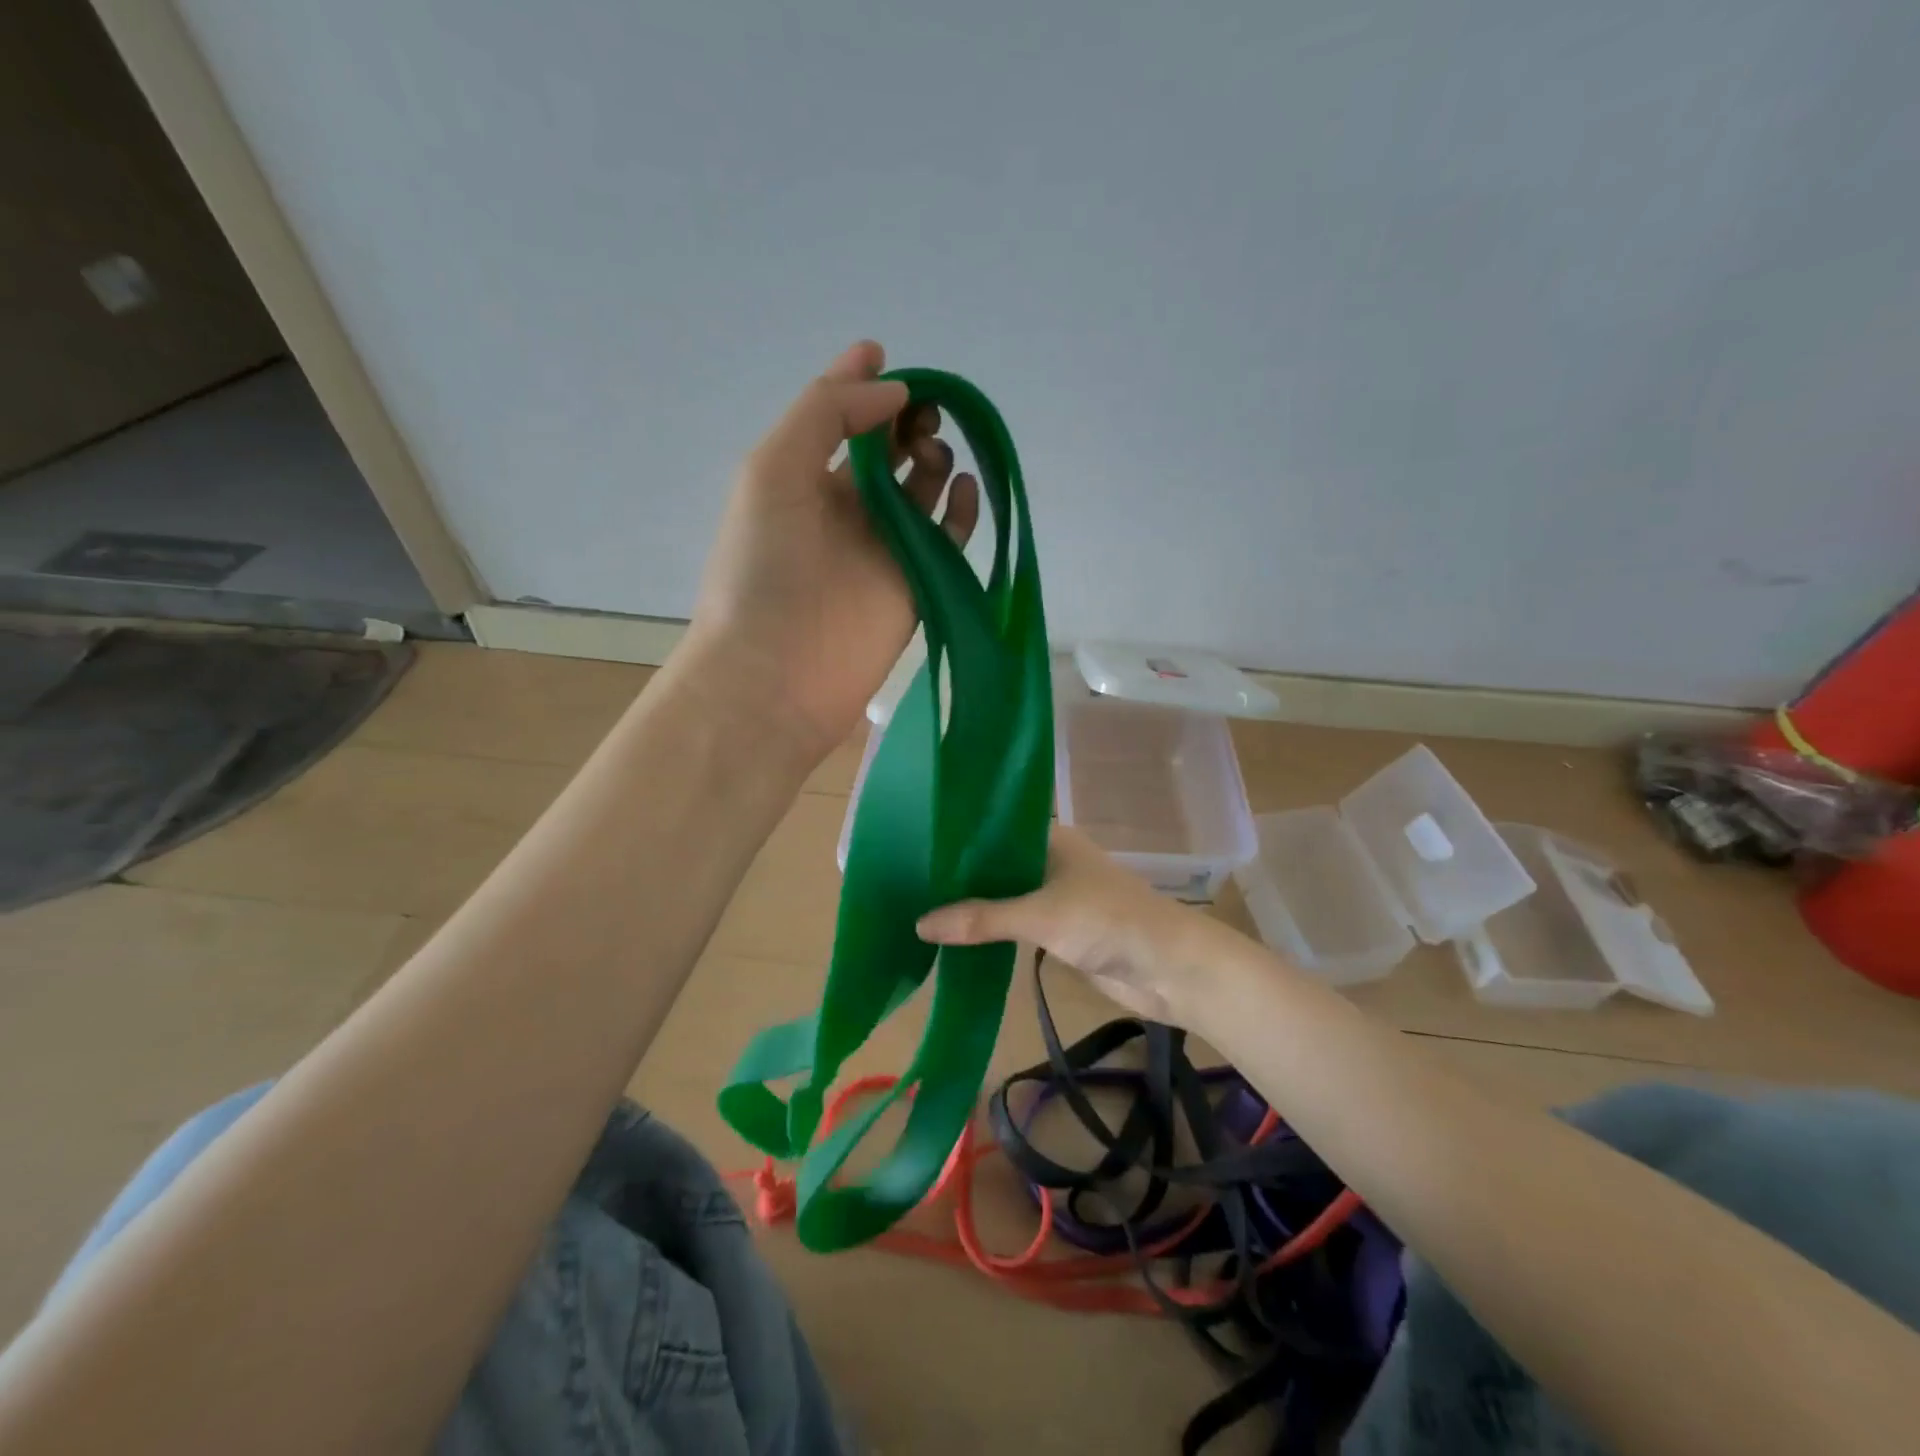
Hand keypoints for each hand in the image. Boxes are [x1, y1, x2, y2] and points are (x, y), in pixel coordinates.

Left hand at [687, 341, 978, 759]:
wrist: (776, 672)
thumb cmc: (762, 567)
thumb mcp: (773, 468)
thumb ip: (827, 413)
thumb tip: (895, 392)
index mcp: (802, 479)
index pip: (837, 418)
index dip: (860, 383)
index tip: (885, 354)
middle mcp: (846, 508)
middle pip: (888, 449)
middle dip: (905, 418)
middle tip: (920, 414)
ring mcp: (885, 548)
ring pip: (923, 488)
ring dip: (934, 457)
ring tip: (932, 454)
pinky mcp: (918, 585)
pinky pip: (950, 538)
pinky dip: (963, 509)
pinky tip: (964, 489)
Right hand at [915, 828, 1215, 1025]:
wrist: (1172, 969)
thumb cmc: (1108, 922)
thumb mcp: (1040, 915)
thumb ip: (981, 919)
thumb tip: (919, 924)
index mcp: (1050, 838)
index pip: (992, 829)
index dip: (956, 839)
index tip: (912, 846)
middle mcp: (1050, 860)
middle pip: (995, 865)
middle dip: (958, 877)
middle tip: (905, 882)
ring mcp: (1057, 896)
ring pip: (1004, 896)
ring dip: (973, 906)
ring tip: (920, 908)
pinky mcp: (1061, 930)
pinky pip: (1016, 925)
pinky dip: (991, 930)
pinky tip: (956, 938)